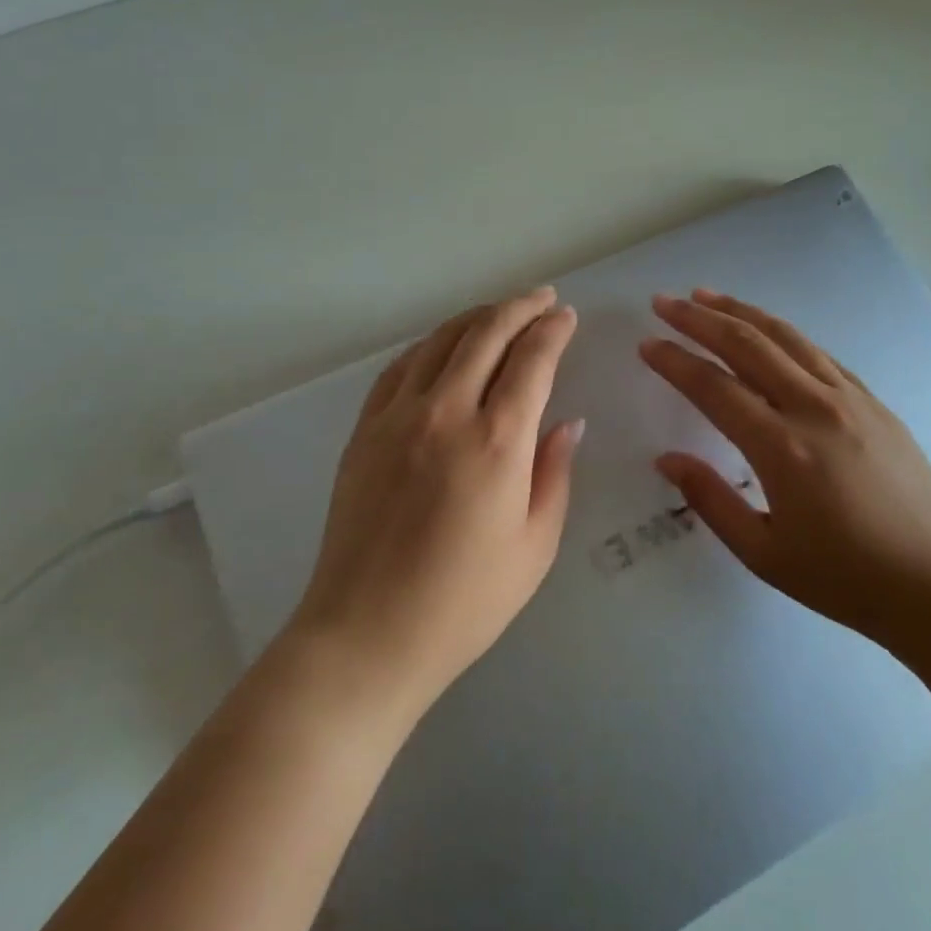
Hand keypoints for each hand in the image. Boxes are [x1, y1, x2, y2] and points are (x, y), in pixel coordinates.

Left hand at [288, 287, 584, 718]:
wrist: (367, 633)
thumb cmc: (464, 602)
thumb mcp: (534, 546)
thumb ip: (554, 474)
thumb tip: (566, 423)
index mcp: (497, 442)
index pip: (531, 360)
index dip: (552, 330)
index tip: (566, 316)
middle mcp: (445, 413)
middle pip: (485, 334)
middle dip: (519, 308)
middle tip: (542, 298)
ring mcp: (397, 417)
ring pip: (440, 341)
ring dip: (475, 318)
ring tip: (499, 313)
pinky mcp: (364, 430)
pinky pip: (399, 368)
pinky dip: (428, 345)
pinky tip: (441, 347)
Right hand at [640, 289, 930, 663]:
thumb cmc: (847, 581)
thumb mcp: (764, 555)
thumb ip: (710, 500)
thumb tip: (666, 459)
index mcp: (782, 448)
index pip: (714, 387)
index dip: (675, 361)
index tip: (646, 344)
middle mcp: (815, 409)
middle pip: (747, 346)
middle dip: (700, 318)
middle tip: (664, 302)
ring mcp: (851, 400)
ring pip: (786, 338)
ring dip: (741, 312)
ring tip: (706, 296)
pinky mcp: (876, 404)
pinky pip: (819, 355)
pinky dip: (784, 334)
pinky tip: (768, 331)